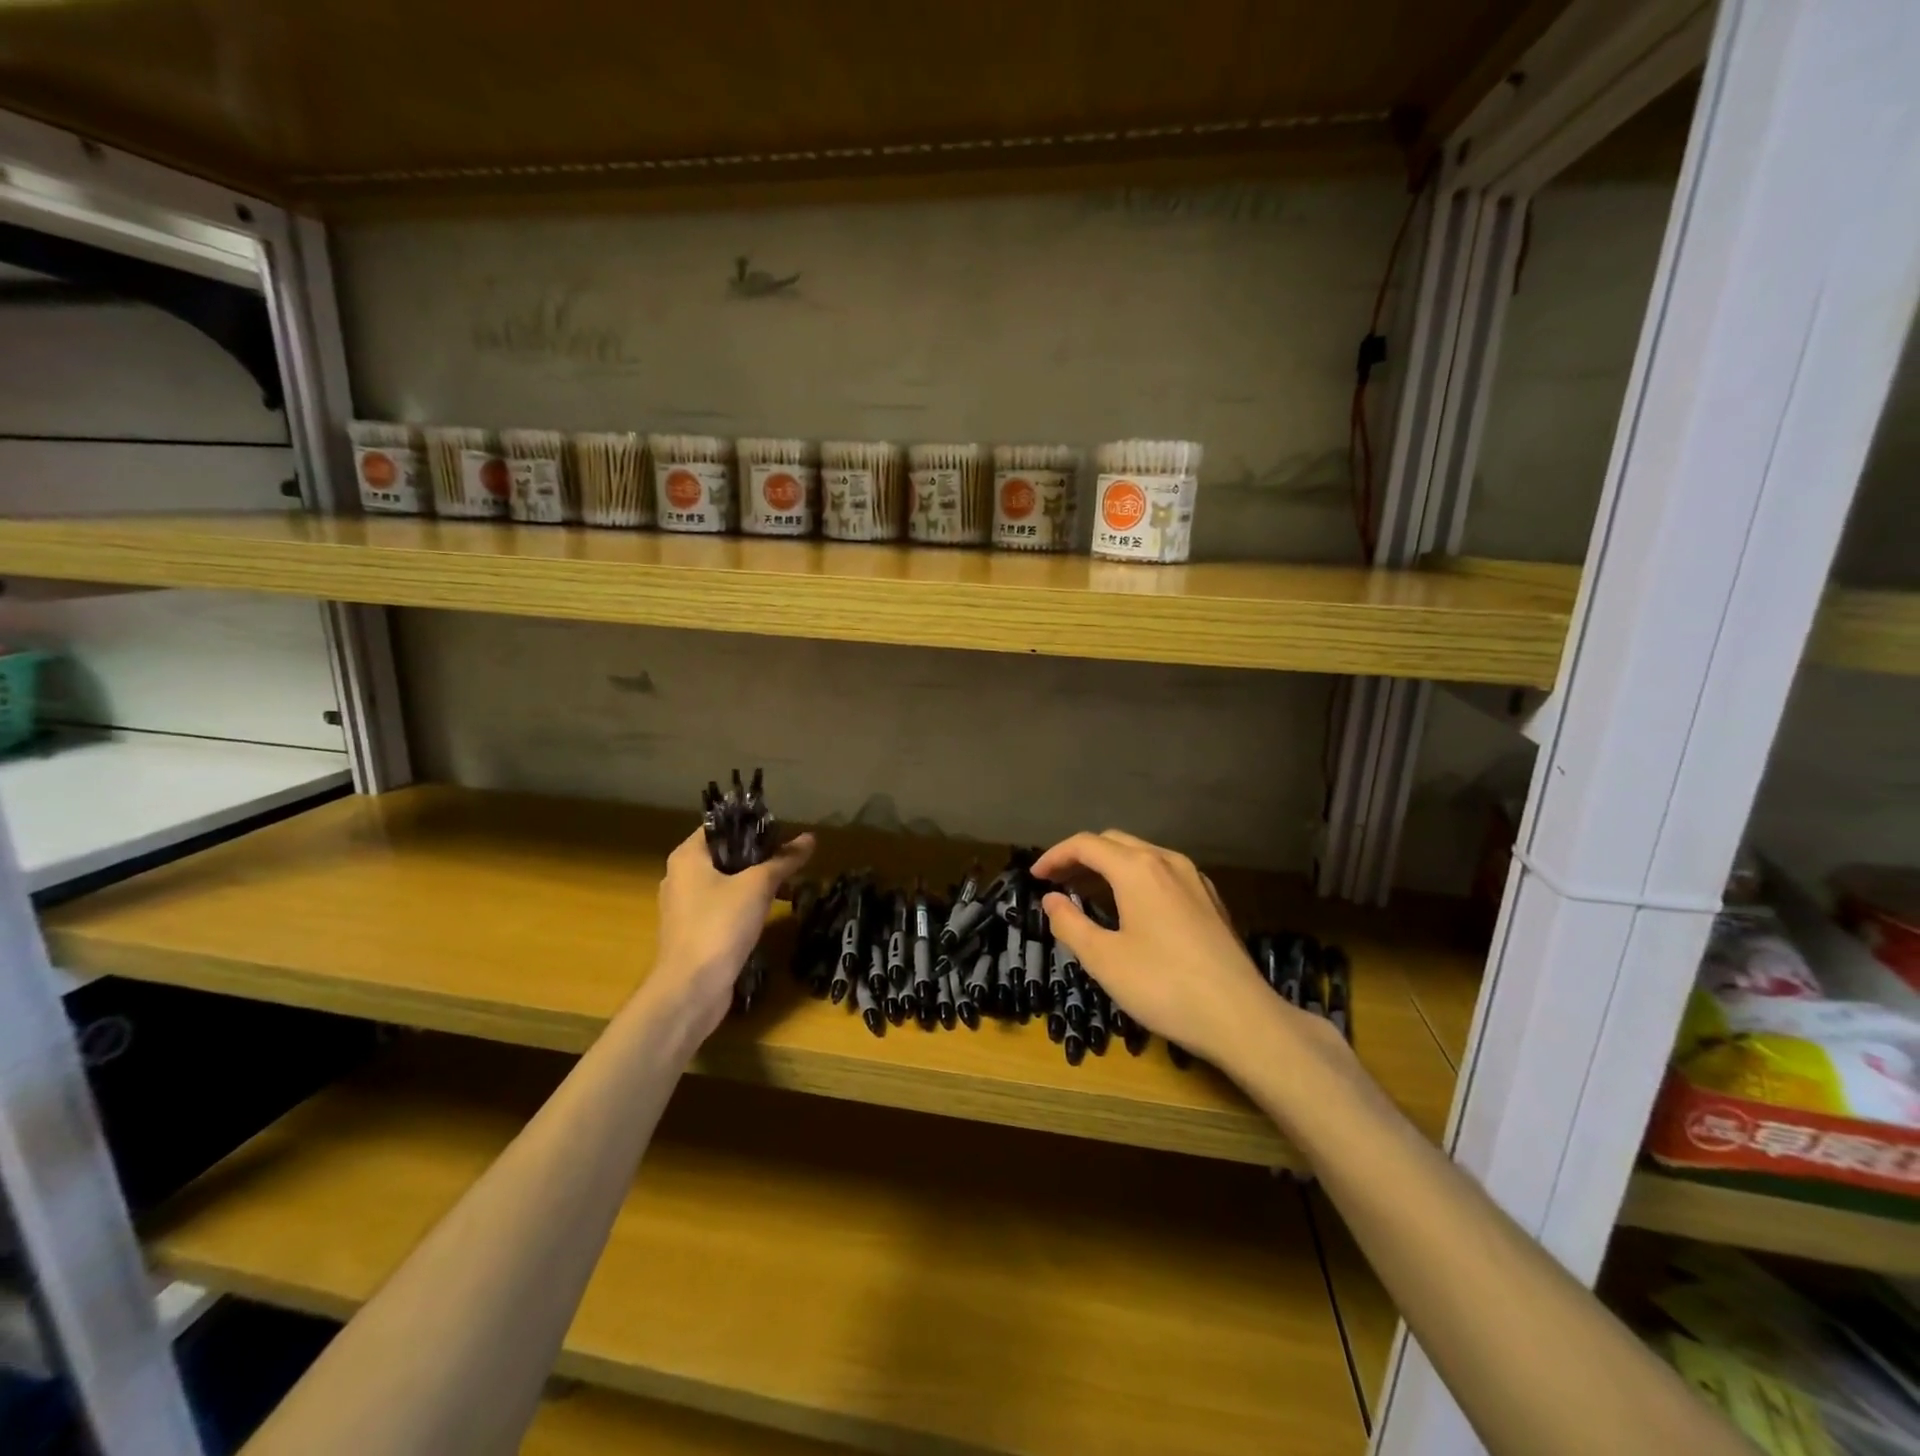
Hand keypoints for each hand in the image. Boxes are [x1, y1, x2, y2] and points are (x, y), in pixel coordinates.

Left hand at [643, 827, 814, 1040]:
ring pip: (726, 883)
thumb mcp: (758, 886)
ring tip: (789, 883)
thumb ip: (784, 860)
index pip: (720, 827)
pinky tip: (771, 910)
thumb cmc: (720, 925)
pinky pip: (723, 907)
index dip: (753, 826)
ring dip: (756, 882)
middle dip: (760, 856)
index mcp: (687, 857)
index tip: (783, 832)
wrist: (691, 989)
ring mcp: (685, 907)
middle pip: (725, 855)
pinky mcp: (694, 932)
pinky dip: (746, 904)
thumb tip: (810, 838)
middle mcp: (680, 877)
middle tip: (792, 857)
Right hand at [1033, 830, 1315, 1068]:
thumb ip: (1070, 924)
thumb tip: (1052, 900)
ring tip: (1086, 894)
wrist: (1242, 1018)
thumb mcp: (1104, 960)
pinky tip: (1130, 908)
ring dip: (1108, 868)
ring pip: (1141, 856)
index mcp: (1137, 868)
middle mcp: (1167, 861)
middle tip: (1056, 883)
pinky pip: (1162, 873)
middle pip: (1113, 843)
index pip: (1085, 844)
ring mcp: (1194, 878)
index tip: (1035, 878)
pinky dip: (1135, 879)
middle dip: (1080, 858)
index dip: (1054, 856)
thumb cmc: (1164, 986)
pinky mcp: (1210, 900)